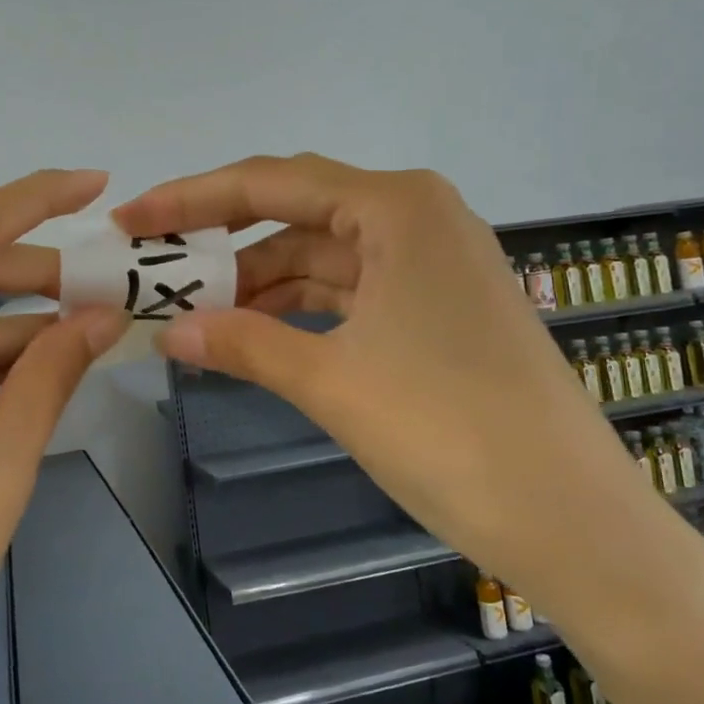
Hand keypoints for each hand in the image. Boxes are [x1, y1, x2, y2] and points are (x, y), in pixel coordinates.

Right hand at [113, 153, 647, 586]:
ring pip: (322, 253)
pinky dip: (300, 306)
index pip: (271, 183)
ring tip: (193, 307)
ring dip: (259, 279)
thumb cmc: (449, 432)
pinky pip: (350, 289)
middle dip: (222, 238)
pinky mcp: (438, 306)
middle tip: (155, 263)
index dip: (191, 199)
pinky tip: (254, 329)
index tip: (130, 220)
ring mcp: (432, 262)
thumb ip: (244, 343)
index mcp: (396, 207)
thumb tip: (167, 332)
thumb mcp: (332, 381)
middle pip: (296, 209)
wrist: (573, 520)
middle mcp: (417, 216)